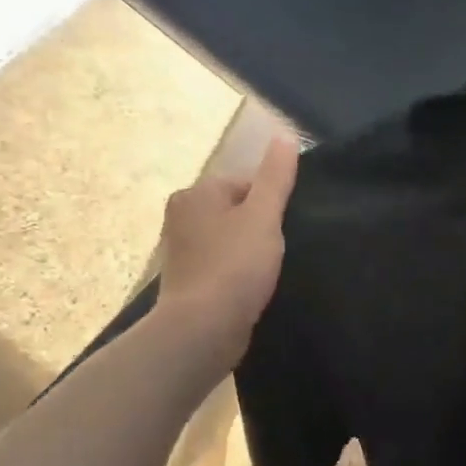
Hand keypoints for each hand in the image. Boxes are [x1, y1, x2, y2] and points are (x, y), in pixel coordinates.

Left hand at [153, 135, 298, 362]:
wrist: (202, 329)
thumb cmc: (235, 266)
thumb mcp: (264, 216)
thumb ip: (276, 177)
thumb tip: (285, 136)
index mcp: (196, 193)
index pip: (246, 184)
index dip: (272, 204)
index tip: (284, 229)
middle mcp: (181, 215)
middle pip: (238, 210)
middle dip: (260, 227)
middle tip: (278, 251)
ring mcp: (181, 250)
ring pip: (230, 239)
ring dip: (250, 251)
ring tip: (267, 271)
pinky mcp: (188, 280)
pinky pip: (222, 265)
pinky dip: (238, 273)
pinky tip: (252, 288)